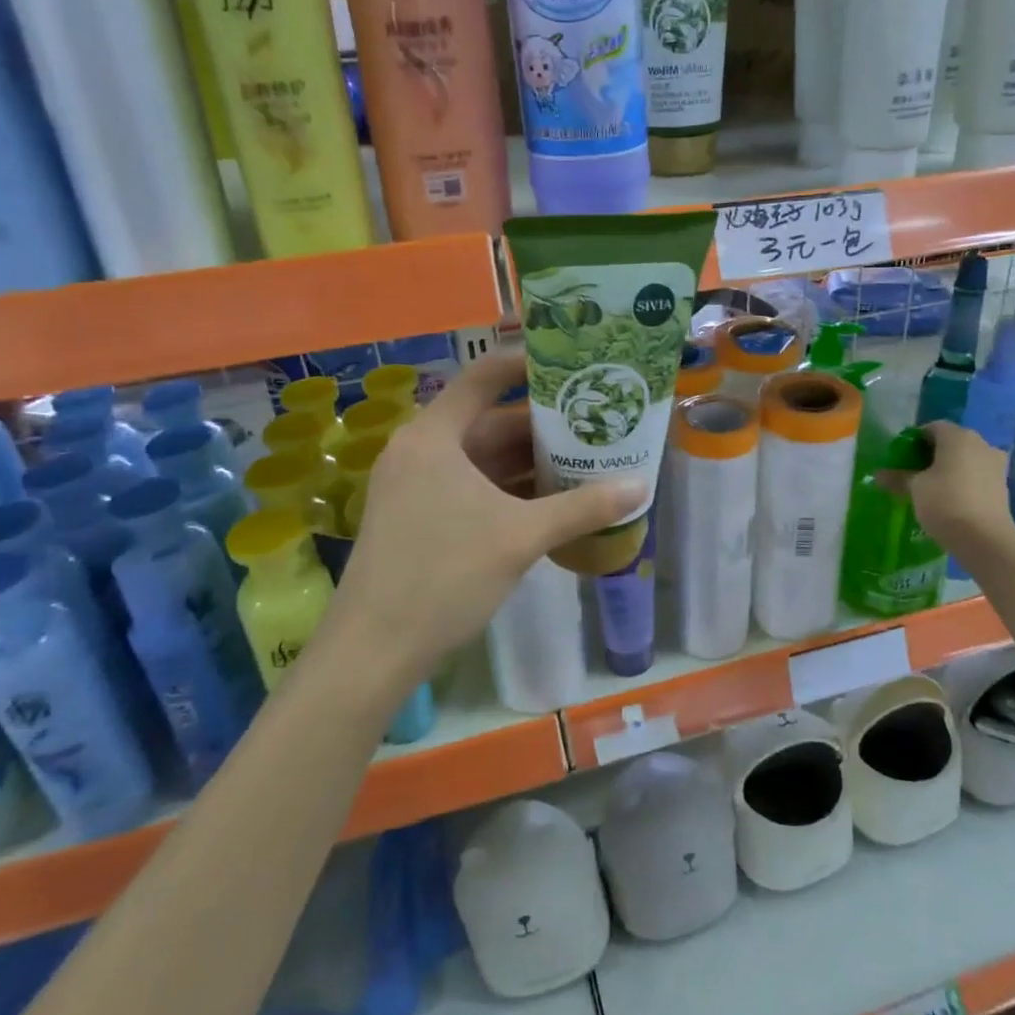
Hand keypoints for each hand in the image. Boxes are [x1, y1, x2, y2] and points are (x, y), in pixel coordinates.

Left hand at [327, 351, 646, 679]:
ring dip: (529, 462)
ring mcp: (416, 485)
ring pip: (482, 459)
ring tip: (586, 459)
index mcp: (434, 436)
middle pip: (489, 421)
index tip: (574, 363)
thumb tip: (641, 486)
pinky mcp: (419, 516)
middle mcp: (421, 450)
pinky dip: (509, 489)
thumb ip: (582, 507)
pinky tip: (551, 500)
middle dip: (543, 425)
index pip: (484, 378)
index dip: (528, 364)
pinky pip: (472, 487)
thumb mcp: (520, 537)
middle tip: (596, 421)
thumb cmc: (444, 575)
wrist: (374, 651)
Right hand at [907, 421, 1014, 560]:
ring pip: (965, 458)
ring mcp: (995, 463)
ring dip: (949, 468)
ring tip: (931, 487)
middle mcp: (980, 443)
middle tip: (913, 472)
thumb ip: (898, 477)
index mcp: (957, 436)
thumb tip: (878, 475)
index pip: (931, 428)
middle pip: (950, 442)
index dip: (914, 440)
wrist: (985, 538)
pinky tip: (950, 498)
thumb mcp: (915, 488)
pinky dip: (963, 480)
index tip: (902, 458)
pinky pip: (976, 474)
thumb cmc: (945, 502)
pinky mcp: (1002, 484)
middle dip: (931, 454)